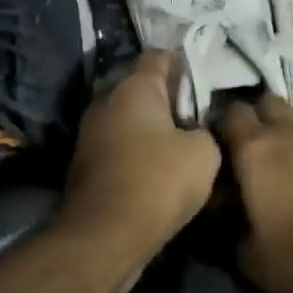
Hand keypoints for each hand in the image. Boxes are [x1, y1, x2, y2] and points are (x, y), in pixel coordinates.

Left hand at [62, 51, 221, 251]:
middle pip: (142, 87)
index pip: (160, 56)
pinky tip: (160, 170)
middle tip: (199, 116)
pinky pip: (120, 145)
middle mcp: (107, 100)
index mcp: (134, 87)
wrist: (104, 237)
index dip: (185, 63)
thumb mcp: (204, 154)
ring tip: (183, 146)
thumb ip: (205, 130)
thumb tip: (196, 131)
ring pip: (130, 118)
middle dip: (169, 98)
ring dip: (153, 128)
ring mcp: (91, 132)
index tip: (206, 81)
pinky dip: (138, 152)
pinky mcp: (86, 162)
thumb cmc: (157, 182)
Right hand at [216, 94, 292, 292]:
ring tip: (272, 171)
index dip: (217, 127)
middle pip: (264, 103)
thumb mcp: (250, 259)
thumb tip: (219, 215)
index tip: (210, 151)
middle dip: (252, 119)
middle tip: (241, 153)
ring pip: (292, 123)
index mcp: (254, 149)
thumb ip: (226, 231)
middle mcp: (286, 134)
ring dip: (280, 137)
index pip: (228, 113)